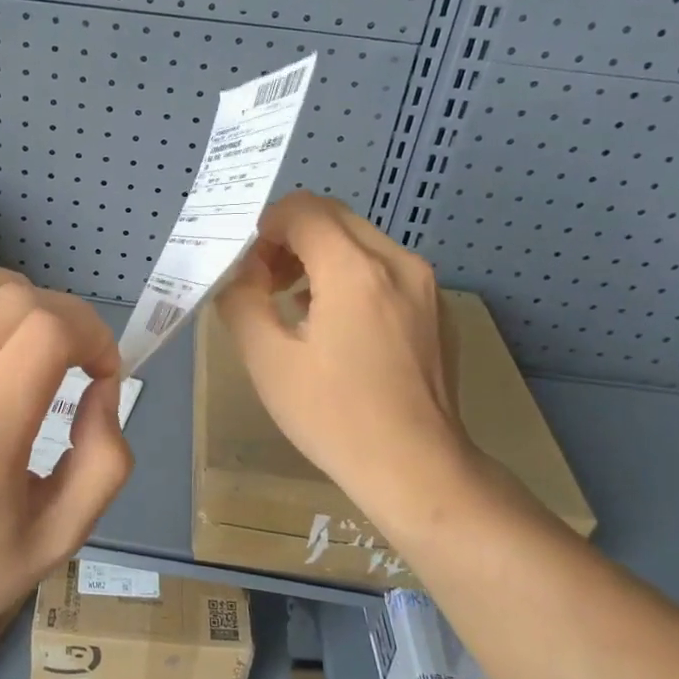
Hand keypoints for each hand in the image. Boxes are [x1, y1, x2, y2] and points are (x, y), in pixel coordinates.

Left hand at [0, 264, 132, 662]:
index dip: (93, 334)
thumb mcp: (59, 539)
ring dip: (6, 293)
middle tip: (72, 354)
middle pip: (12, 300)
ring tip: (21, 330)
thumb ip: (104, 460)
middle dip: (63, 314)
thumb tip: (101, 387)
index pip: (47, 333)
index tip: (101, 369)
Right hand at [215, 192, 476, 518]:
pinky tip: (337, 324)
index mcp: (354, 269)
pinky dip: (351, 274)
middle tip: (267, 282)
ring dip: (320, 254)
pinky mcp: (437, 307)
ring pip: (360, 239)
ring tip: (296, 304)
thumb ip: (241, 302)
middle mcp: (397, 262)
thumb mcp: (267, 360)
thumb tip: (242, 275)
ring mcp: (425, 284)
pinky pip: (385, 267)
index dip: (266, 227)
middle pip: (333, 216)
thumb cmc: (334, 416)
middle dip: (291, 237)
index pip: (302, 209)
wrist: (418, 469)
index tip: (250, 267)